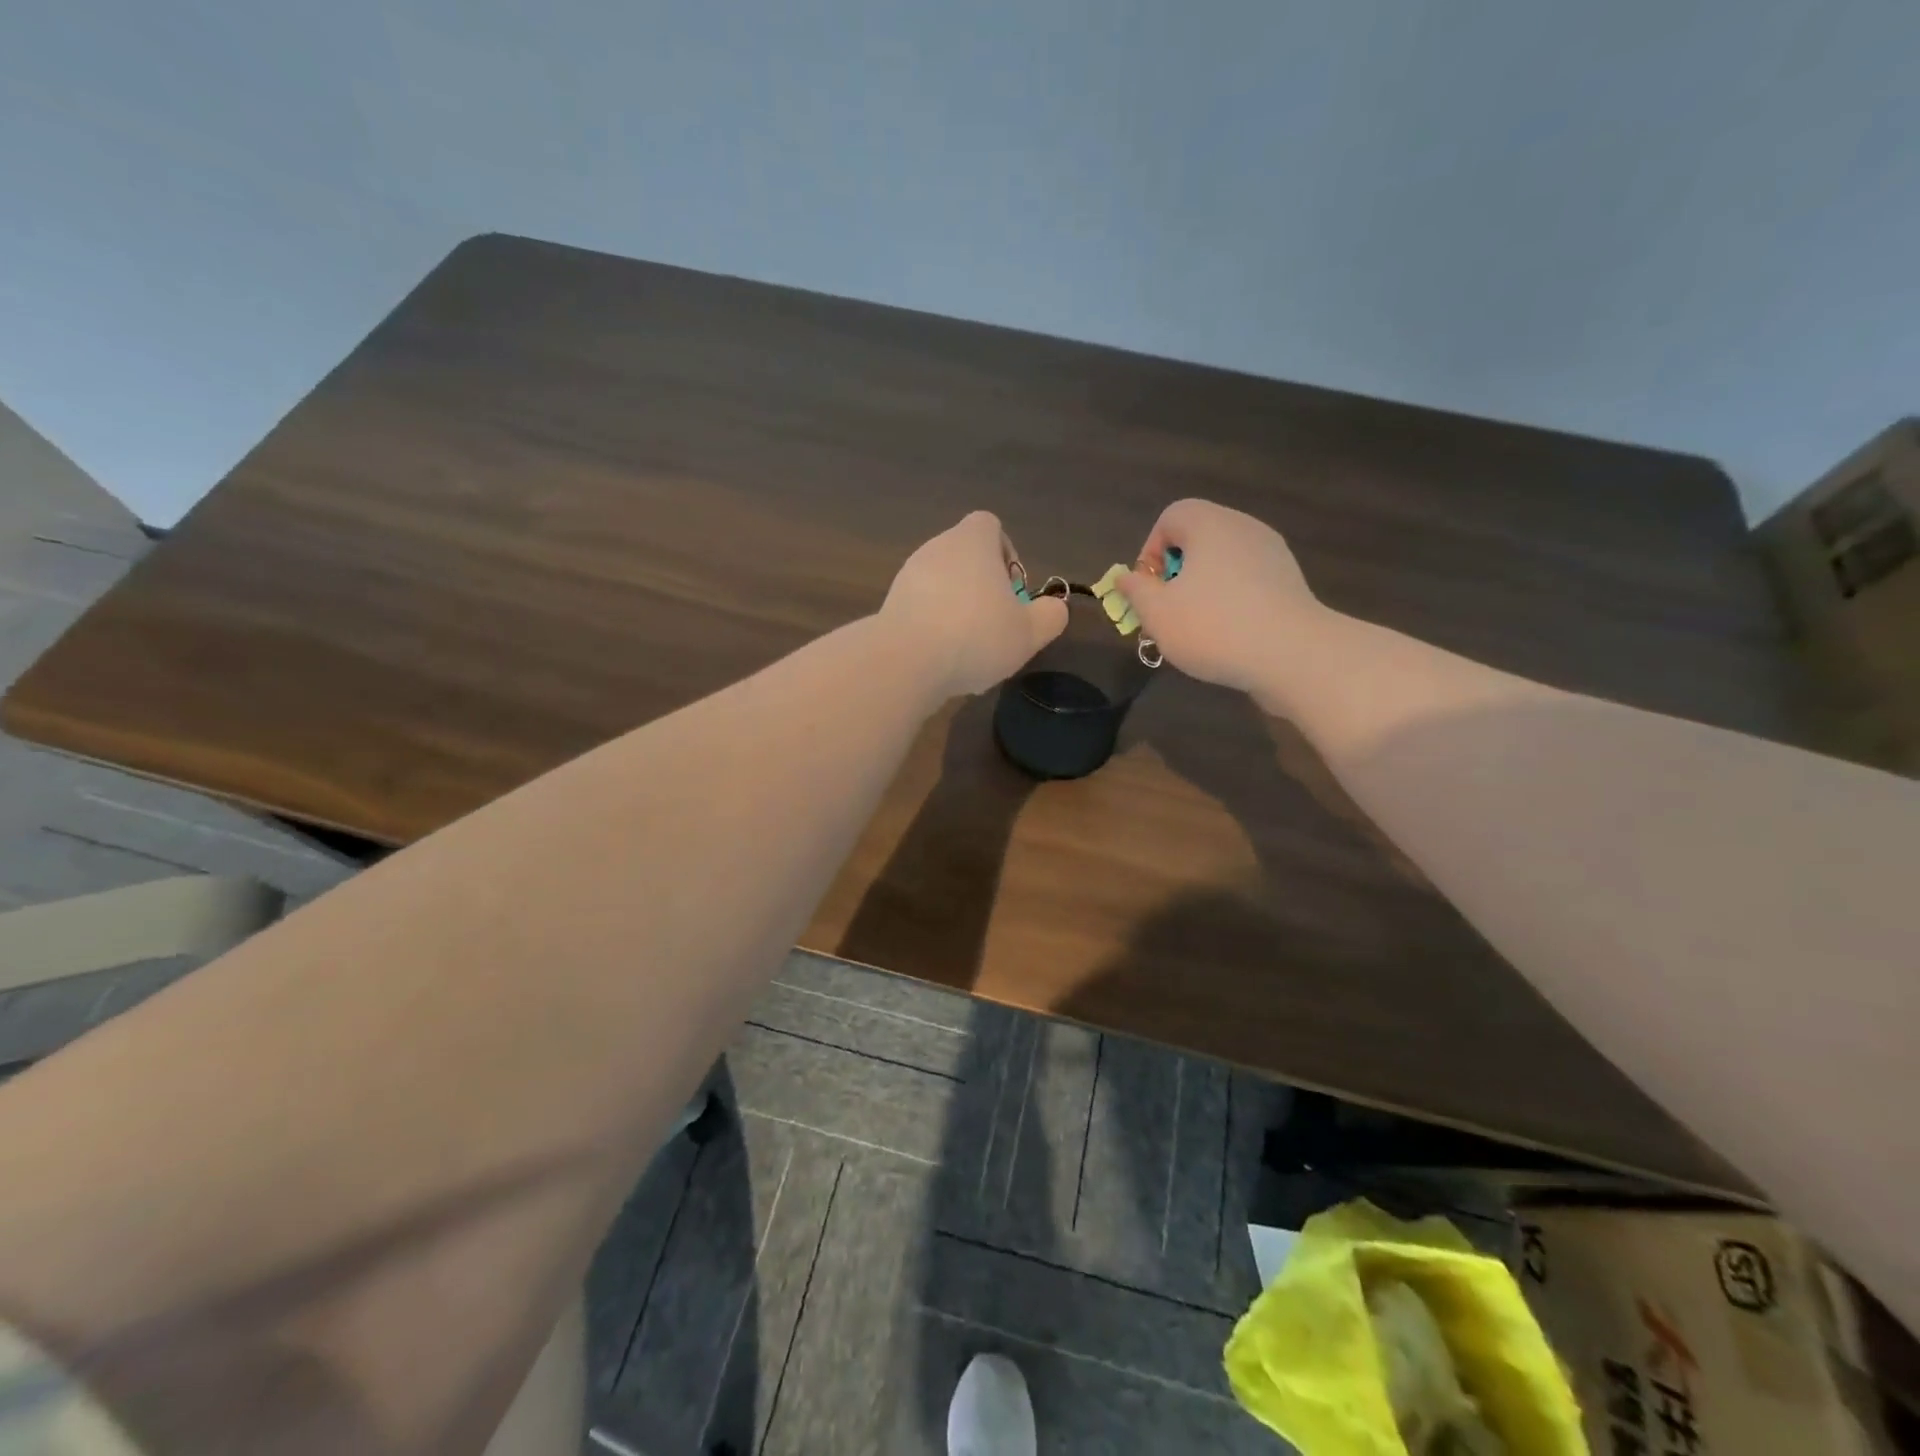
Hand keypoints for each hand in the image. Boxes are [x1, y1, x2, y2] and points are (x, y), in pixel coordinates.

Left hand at [881, 511, 1067, 698]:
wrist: (906, 662)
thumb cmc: (976, 636)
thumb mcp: (1029, 632)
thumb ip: (1050, 616)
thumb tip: (1054, 607)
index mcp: (972, 542)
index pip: (989, 525)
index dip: (1005, 552)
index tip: (1011, 589)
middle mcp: (936, 548)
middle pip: (965, 558)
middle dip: (982, 588)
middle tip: (996, 625)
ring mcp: (907, 576)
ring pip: (942, 587)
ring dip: (957, 611)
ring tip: (969, 651)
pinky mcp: (890, 605)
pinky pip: (920, 610)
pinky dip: (934, 629)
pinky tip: (942, 662)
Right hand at [1117, 499, 1322, 713]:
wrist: (1292, 655)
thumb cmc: (1214, 627)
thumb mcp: (1157, 613)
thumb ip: (1135, 591)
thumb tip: (1126, 577)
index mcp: (1210, 525)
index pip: (1171, 517)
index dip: (1150, 551)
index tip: (1149, 589)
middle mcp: (1244, 528)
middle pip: (1198, 540)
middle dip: (1175, 575)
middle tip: (1166, 613)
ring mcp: (1272, 555)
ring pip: (1223, 564)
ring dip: (1201, 591)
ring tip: (1195, 630)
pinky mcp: (1289, 583)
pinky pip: (1247, 583)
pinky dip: (1230, 602)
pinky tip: (1227, 637)